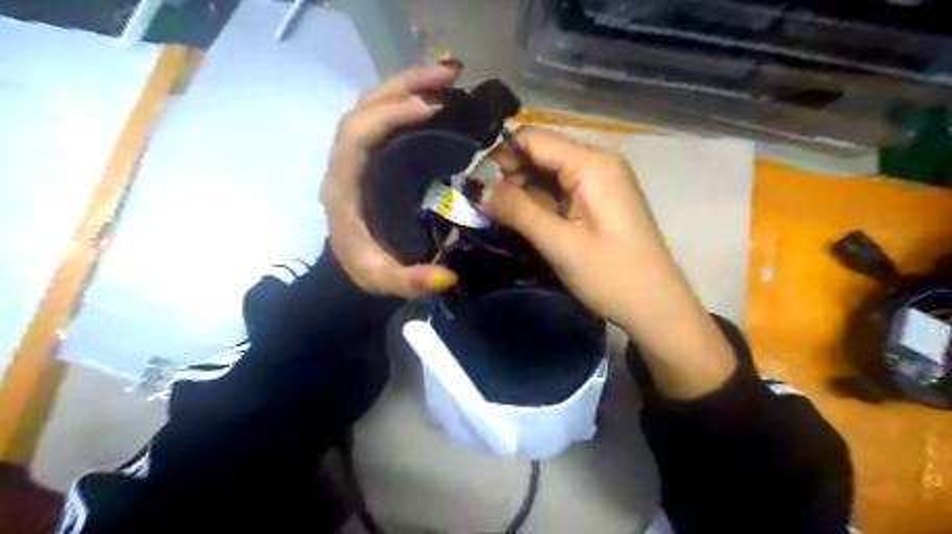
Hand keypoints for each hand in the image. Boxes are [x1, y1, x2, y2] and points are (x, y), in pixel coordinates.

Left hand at [322, 64, 462, 297]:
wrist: (347, 268)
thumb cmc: (362, 270)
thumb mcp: (383, 280)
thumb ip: (411, 282)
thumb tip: (449, 276)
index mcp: (344, 185)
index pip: (357, 134)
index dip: (390, 115)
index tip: (430, 108)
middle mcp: (347, 161)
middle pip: (366, 107)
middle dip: (406, 85)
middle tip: (451, 74)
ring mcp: (358, 156)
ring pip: (375, 105)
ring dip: (409, 85)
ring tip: (450, 77)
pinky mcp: (373, 157)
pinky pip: (386, 118)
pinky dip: (409, 101)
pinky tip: (438, 99)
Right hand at [485, 130, 667, 328]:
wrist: (656, 307)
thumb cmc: (611, 275)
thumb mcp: (559, 243)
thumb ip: (518, 211)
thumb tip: (479, 191)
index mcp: (592, 165)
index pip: (535, 139)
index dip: (501, 155)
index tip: (473, 182)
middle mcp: (598, 164)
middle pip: (542, 155)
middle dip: (510, 176)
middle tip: (483, 206)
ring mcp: (601, 183)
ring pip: (549, 174)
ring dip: (523, 192)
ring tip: (498, 216)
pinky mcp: (599, 202)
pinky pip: (561, 191)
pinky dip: (540, 203)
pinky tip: (524, 220)